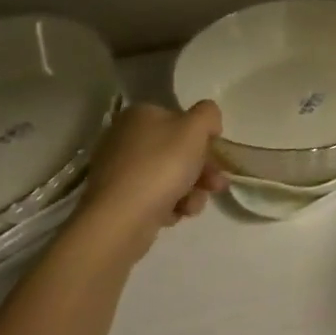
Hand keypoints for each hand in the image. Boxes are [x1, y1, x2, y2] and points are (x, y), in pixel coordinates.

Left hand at [75, 103, 225, 260]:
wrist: (121, 219)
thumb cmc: (162, 165)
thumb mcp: (196, 128)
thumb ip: (208, 114)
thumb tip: (208, 122)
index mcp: (140, 115)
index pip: (181, 119)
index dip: (203, 136)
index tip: (217, 155)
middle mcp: (125, 138)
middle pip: (177, 150)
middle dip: (203, 169)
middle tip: (217, 185)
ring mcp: (119, 171)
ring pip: (169, 176)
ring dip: (191, 190)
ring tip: (194, 205)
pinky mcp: (118, 200)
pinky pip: (153, 197)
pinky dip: (170, 205)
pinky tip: (176, 214)